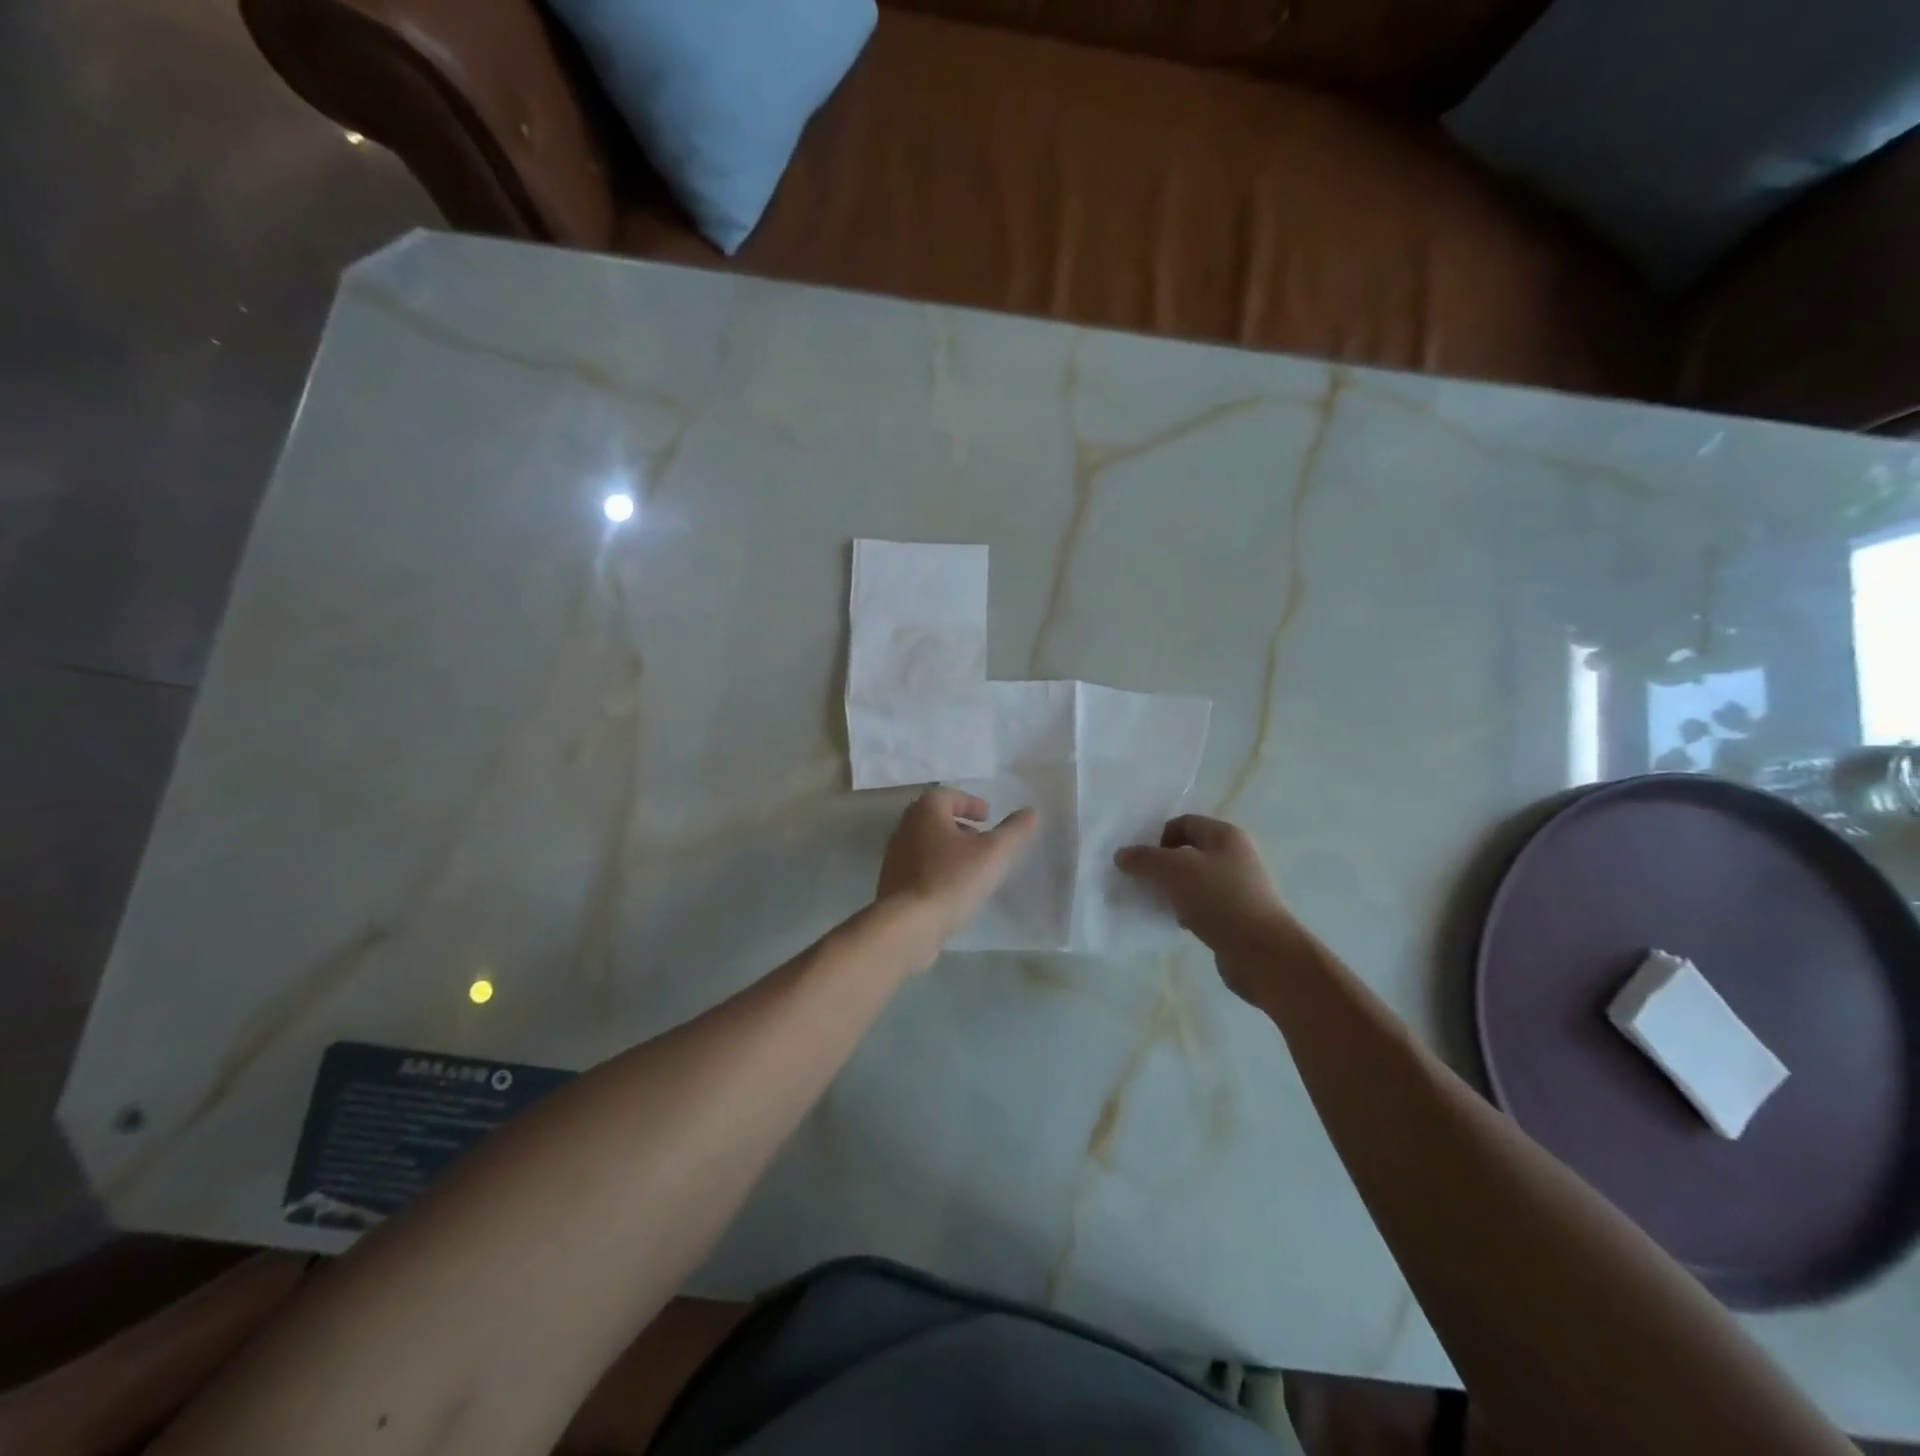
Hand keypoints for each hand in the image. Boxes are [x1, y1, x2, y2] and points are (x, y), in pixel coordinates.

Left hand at [878, 788, 1037, 941]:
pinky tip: (953, 889)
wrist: (908, 924)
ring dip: (948, 848)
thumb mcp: (993, 853)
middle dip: (959, 825)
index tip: (987, 817)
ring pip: (926, 843)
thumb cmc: (952, 879)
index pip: (947, 795)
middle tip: (981, 838)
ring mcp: (895, 856)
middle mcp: (905, 827)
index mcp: (926, 812)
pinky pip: (919, 867)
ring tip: (972, 866)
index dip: (969, 803)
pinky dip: (937, 869)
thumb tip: (1030, 812)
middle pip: (934, 818)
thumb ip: (1014, 831)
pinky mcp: (892, 883)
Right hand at [1115, 815, 1298, 998]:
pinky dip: (1184, 911)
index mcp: (1226, 836)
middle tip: (1140, 881)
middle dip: (1161, 865)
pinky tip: (1173, 923)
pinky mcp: (1236, 917)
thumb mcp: (1174, 871)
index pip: (1183, 823)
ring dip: (1171, 890)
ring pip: (1193, 881)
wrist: (1263, 953)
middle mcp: (1235, 857)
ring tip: (1153, 903)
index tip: (1140, 860)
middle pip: (1188, 852)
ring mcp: (1238, 888)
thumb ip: (1145, 859)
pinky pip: (1202, 906)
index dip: (1157, 837)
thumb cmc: (1219, 899)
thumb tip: (1122, 855)